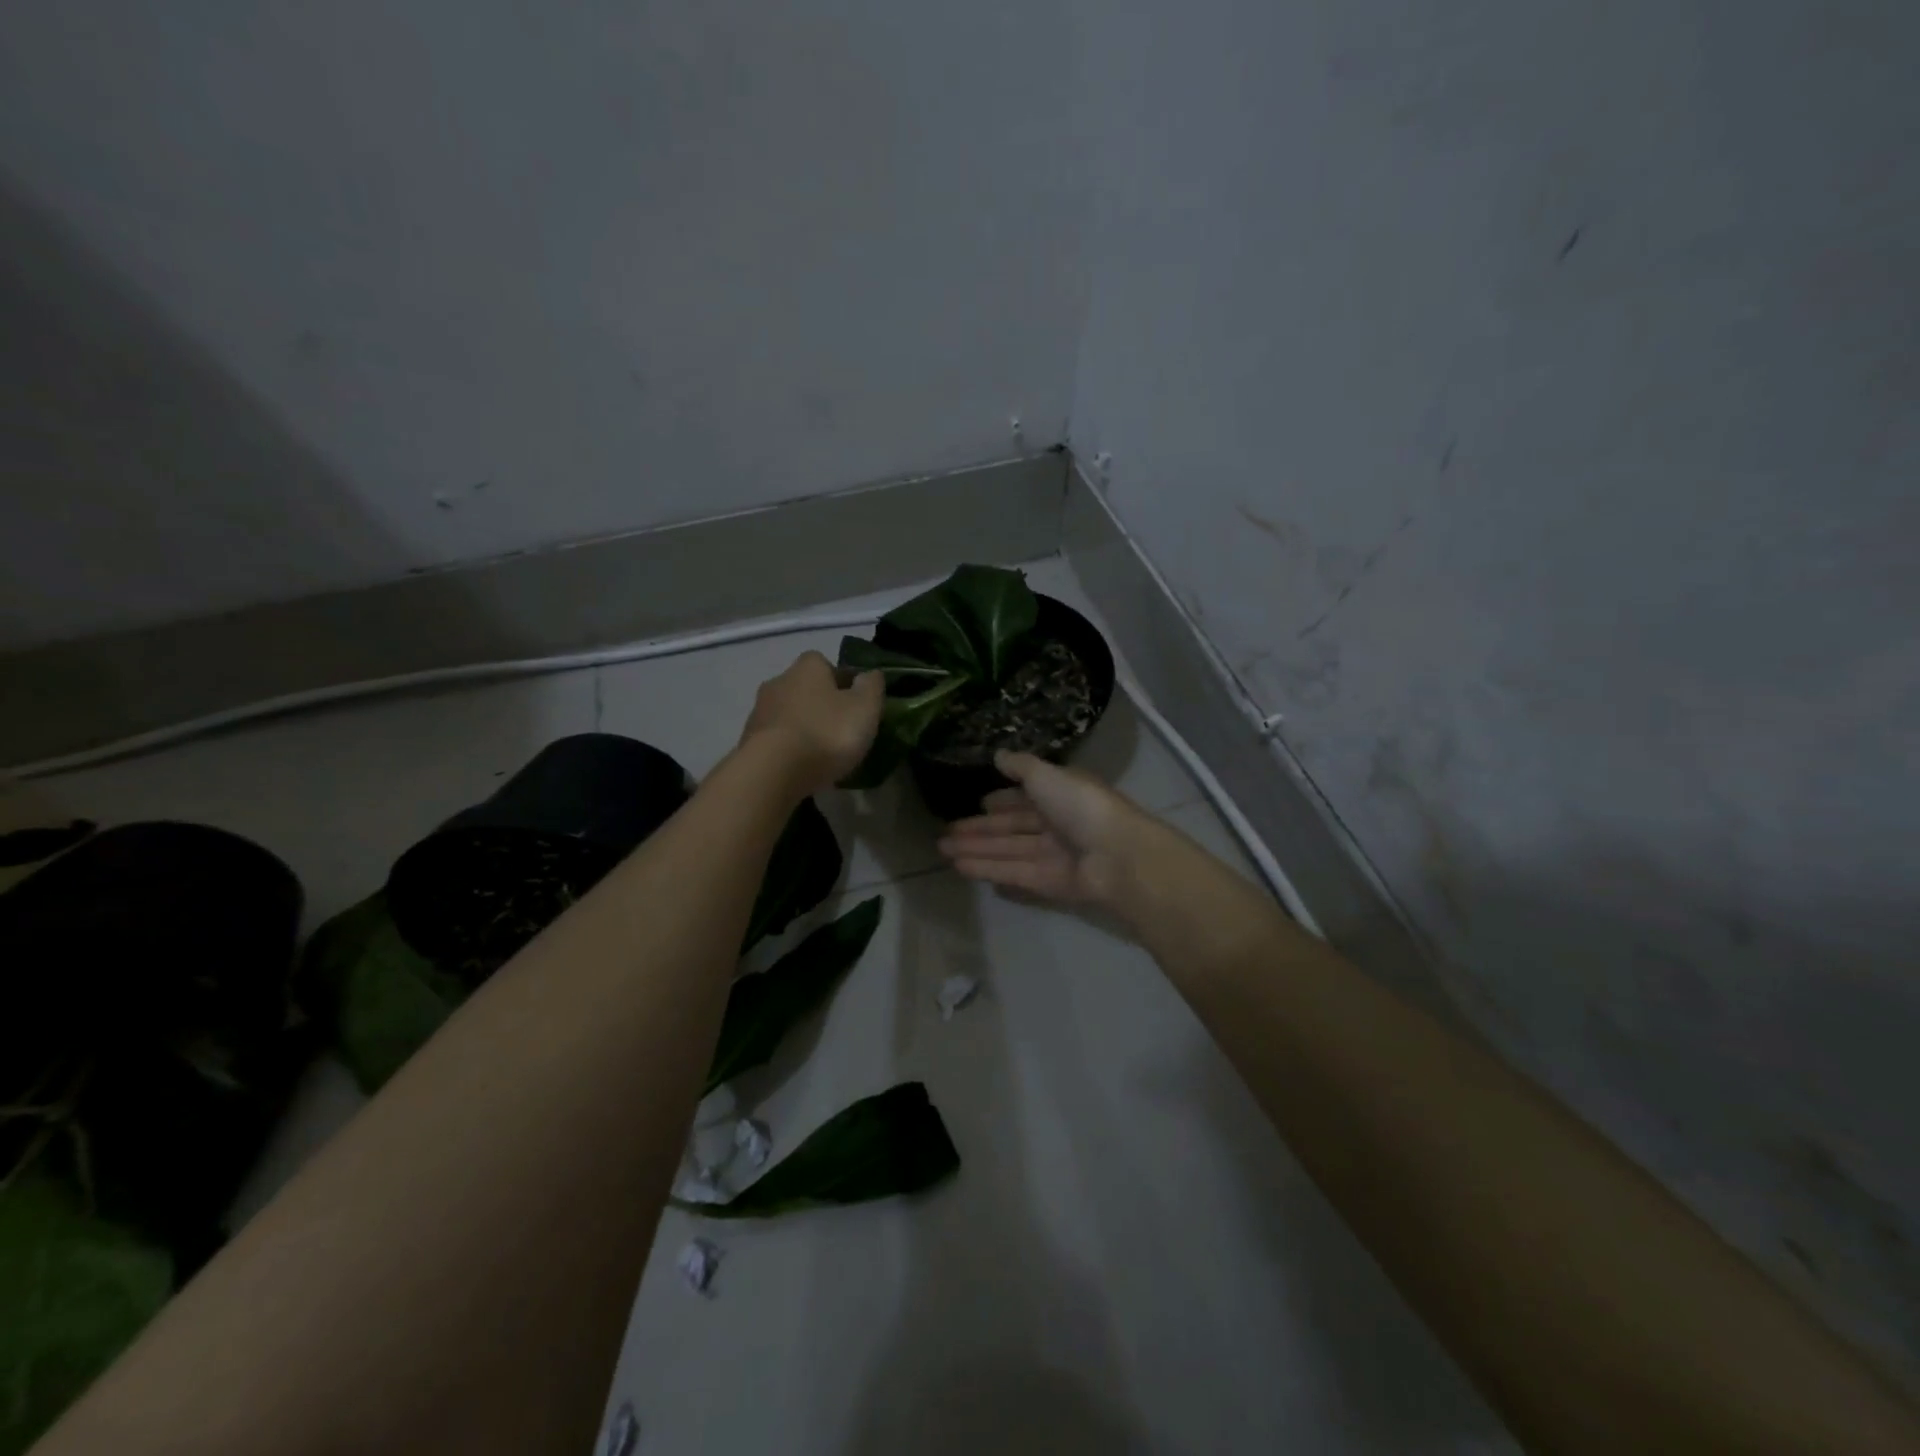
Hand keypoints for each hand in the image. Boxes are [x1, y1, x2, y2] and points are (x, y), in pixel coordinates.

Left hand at [739, 651, 883, 796]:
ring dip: (803, 728)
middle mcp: (779, 680)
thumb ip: (872, 687)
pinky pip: (776, 739)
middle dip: (821, 705)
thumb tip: (870, 674)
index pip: (827, 664)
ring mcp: (759, 711)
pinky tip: (800, 768)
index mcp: (808, 667)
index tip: (855, 706)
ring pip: (789, 714)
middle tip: (841, 731)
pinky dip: (788, 748)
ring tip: (821, 755)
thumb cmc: (826, 733)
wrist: (772, 772)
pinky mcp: (747, 740)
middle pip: (805, 689)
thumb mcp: (865, 708)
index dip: (843, 682)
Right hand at [937, 751, 1145, 907]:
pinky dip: (987, 868)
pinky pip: (1013, 872)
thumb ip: (1021, 766)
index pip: (1027, 796)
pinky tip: (960, 866)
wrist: (1117, 856)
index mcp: (1062, 794)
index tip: (979, 803)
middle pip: (1012, 827)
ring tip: (942, 848)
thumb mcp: (1048, 775)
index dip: (1003, 800)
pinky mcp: (1048, 883)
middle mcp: (1057, 824)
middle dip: (980, 828)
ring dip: (976, 849)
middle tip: (945, 831)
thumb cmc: (1082, 806)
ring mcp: (1053, 855)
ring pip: (1008, 850)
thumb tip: (998, 754)